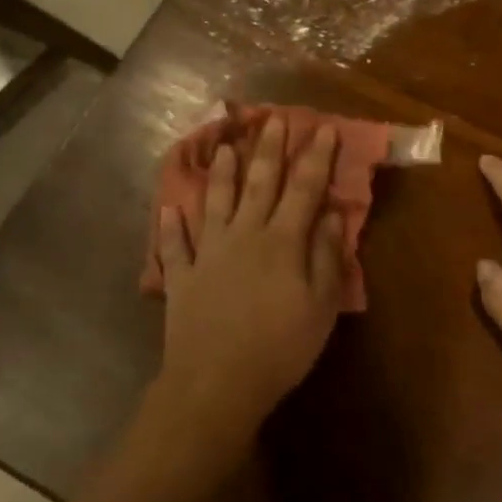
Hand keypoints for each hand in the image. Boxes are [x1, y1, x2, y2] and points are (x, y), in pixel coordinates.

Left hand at [154, 117, 346, 439]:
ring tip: (223, 147)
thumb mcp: (321, 305)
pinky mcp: (182, 277)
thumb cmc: (281, 346)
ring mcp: (208, 254)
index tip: (325, 128)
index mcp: (282, 241)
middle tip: (272, 119)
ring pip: (214, 202)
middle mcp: (244, 235)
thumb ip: (326, 256)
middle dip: (269, 149)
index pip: (304, 188)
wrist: (217, 382)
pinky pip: (174, 245)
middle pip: (259, 183)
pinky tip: (169, 208)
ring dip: (220, 173)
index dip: (316, 157)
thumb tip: (332, 215)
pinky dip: (171, 226)